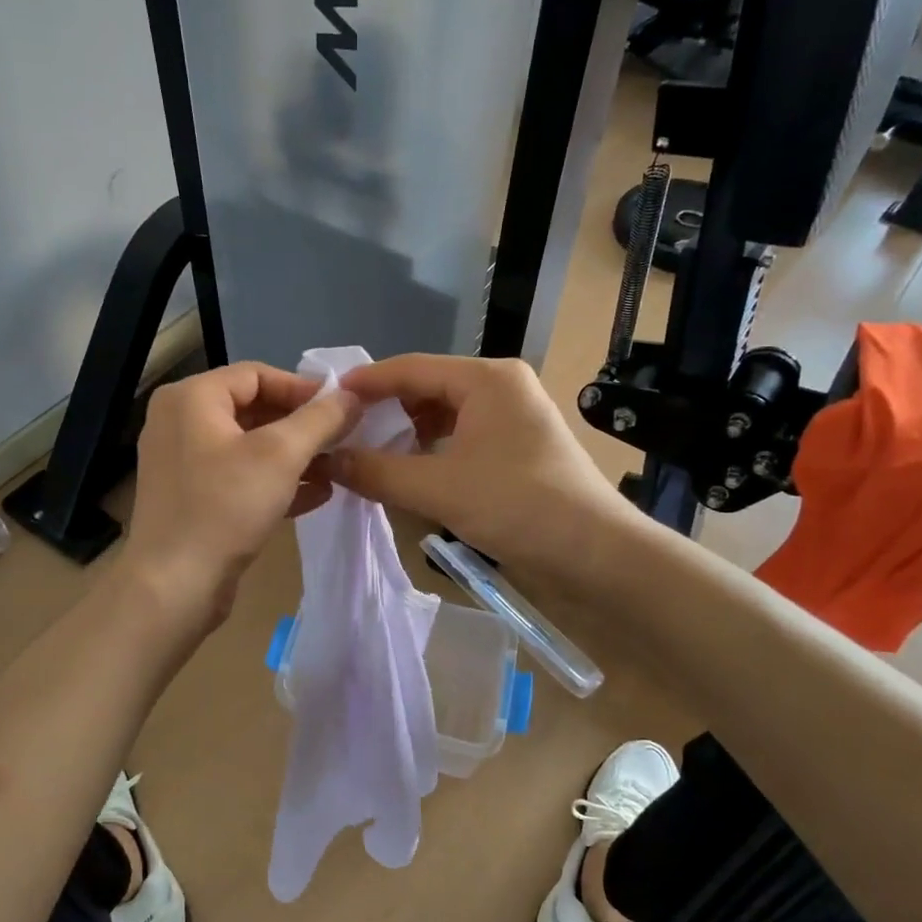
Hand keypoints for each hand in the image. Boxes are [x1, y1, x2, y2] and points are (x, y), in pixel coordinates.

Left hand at [120, 362, 360, 628]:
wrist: (174, 586)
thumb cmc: (225, 507)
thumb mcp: (281, 455)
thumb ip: (321, 419)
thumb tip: (352, 395)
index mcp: (191, 398)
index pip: (256, 374)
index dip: (303, 389)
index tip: (343, 409)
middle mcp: (181, 423)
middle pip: (253, 409)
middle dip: (302, 426)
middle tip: (343, 439)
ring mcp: (184, 464)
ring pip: (250, 447)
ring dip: (295, 456)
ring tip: (336, 468)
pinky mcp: (193, 499)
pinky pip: (240, 478)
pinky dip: (275, 482)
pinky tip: (316, 495)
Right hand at [331, 354, 626, 572]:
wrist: (597, 554)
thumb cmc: (518, 507)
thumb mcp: (438, 489)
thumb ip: (379, 471)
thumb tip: (330, 460)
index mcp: (486, 379)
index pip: (411, 368)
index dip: (366, 384)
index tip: (325, 400)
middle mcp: (501, 387)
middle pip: (428, 389)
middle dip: (386, 412)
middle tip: (344, 434)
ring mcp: (513, 418)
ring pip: (444, 416)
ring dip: (407, 435)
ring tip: (370, 456)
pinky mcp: (518, 449)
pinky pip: (462, 438)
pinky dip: (432, 453)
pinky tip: (409, 474)